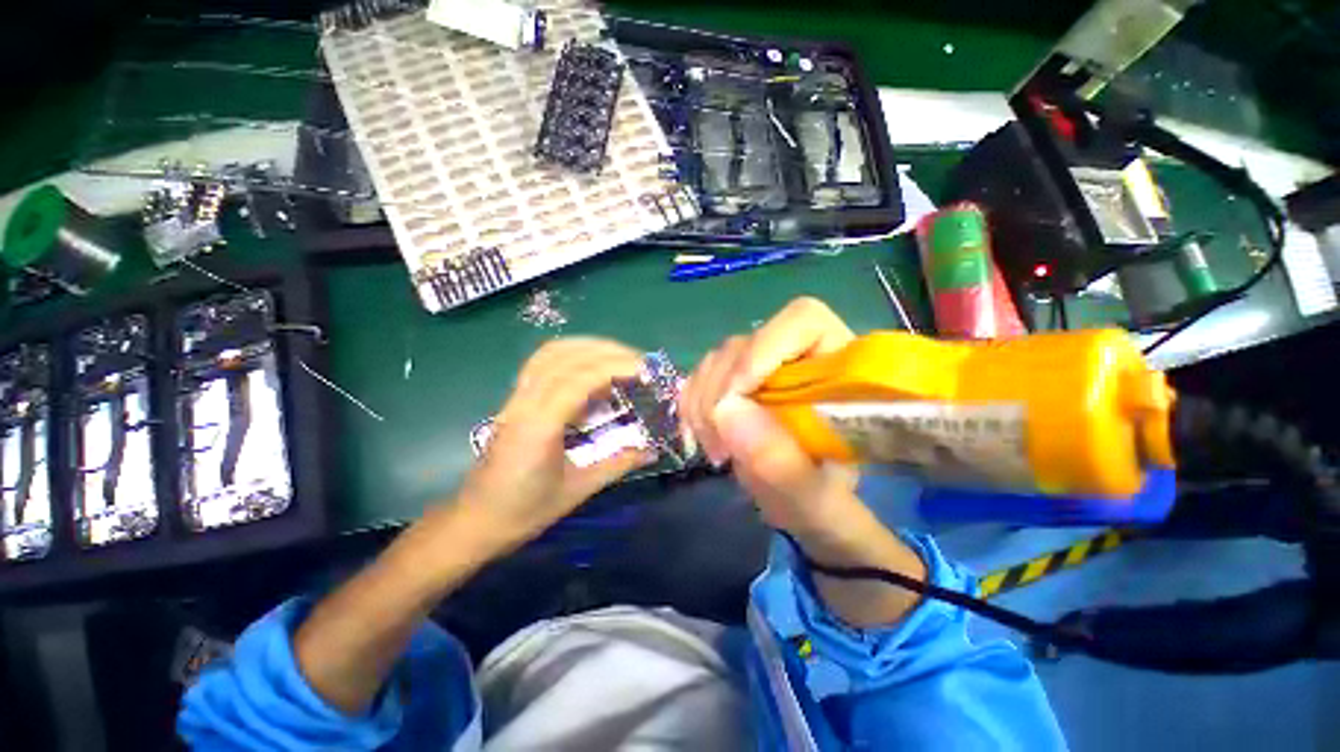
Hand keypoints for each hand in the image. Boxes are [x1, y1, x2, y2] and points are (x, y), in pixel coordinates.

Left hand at [458, 338, 655, 551]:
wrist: (475, 520)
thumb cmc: (524, 511)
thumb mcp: (577, 490)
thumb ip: (618, 464)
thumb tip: (653, 450)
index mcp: (540, 426)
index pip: (580, 379)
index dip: (615, 367)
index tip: (645, 369)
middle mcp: (524, 403)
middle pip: (566, 357)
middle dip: (607, 351)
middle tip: (639, 361)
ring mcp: (516, 398)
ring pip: (550, 353)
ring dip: (588, 347)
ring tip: (619, 356)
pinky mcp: (515, 399)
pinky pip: (541, 363)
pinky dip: (570, 353)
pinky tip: (588, 363)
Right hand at [680, 298, 866, 547]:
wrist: (802, 505)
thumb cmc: (825, 503)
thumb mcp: (815, 499)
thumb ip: (783, 465)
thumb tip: (726, 412)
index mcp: (839, 369)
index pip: (802, 320)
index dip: (763, 349)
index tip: (735, 401)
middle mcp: (798, 355)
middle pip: (746, 343)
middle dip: (722, 394)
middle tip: (720, 448)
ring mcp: (761, 365)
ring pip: (716, 360)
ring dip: (702, 404)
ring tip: (715, 452)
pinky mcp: (735, 379)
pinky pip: (699, 376)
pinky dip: (691, 406)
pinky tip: (701, 438)